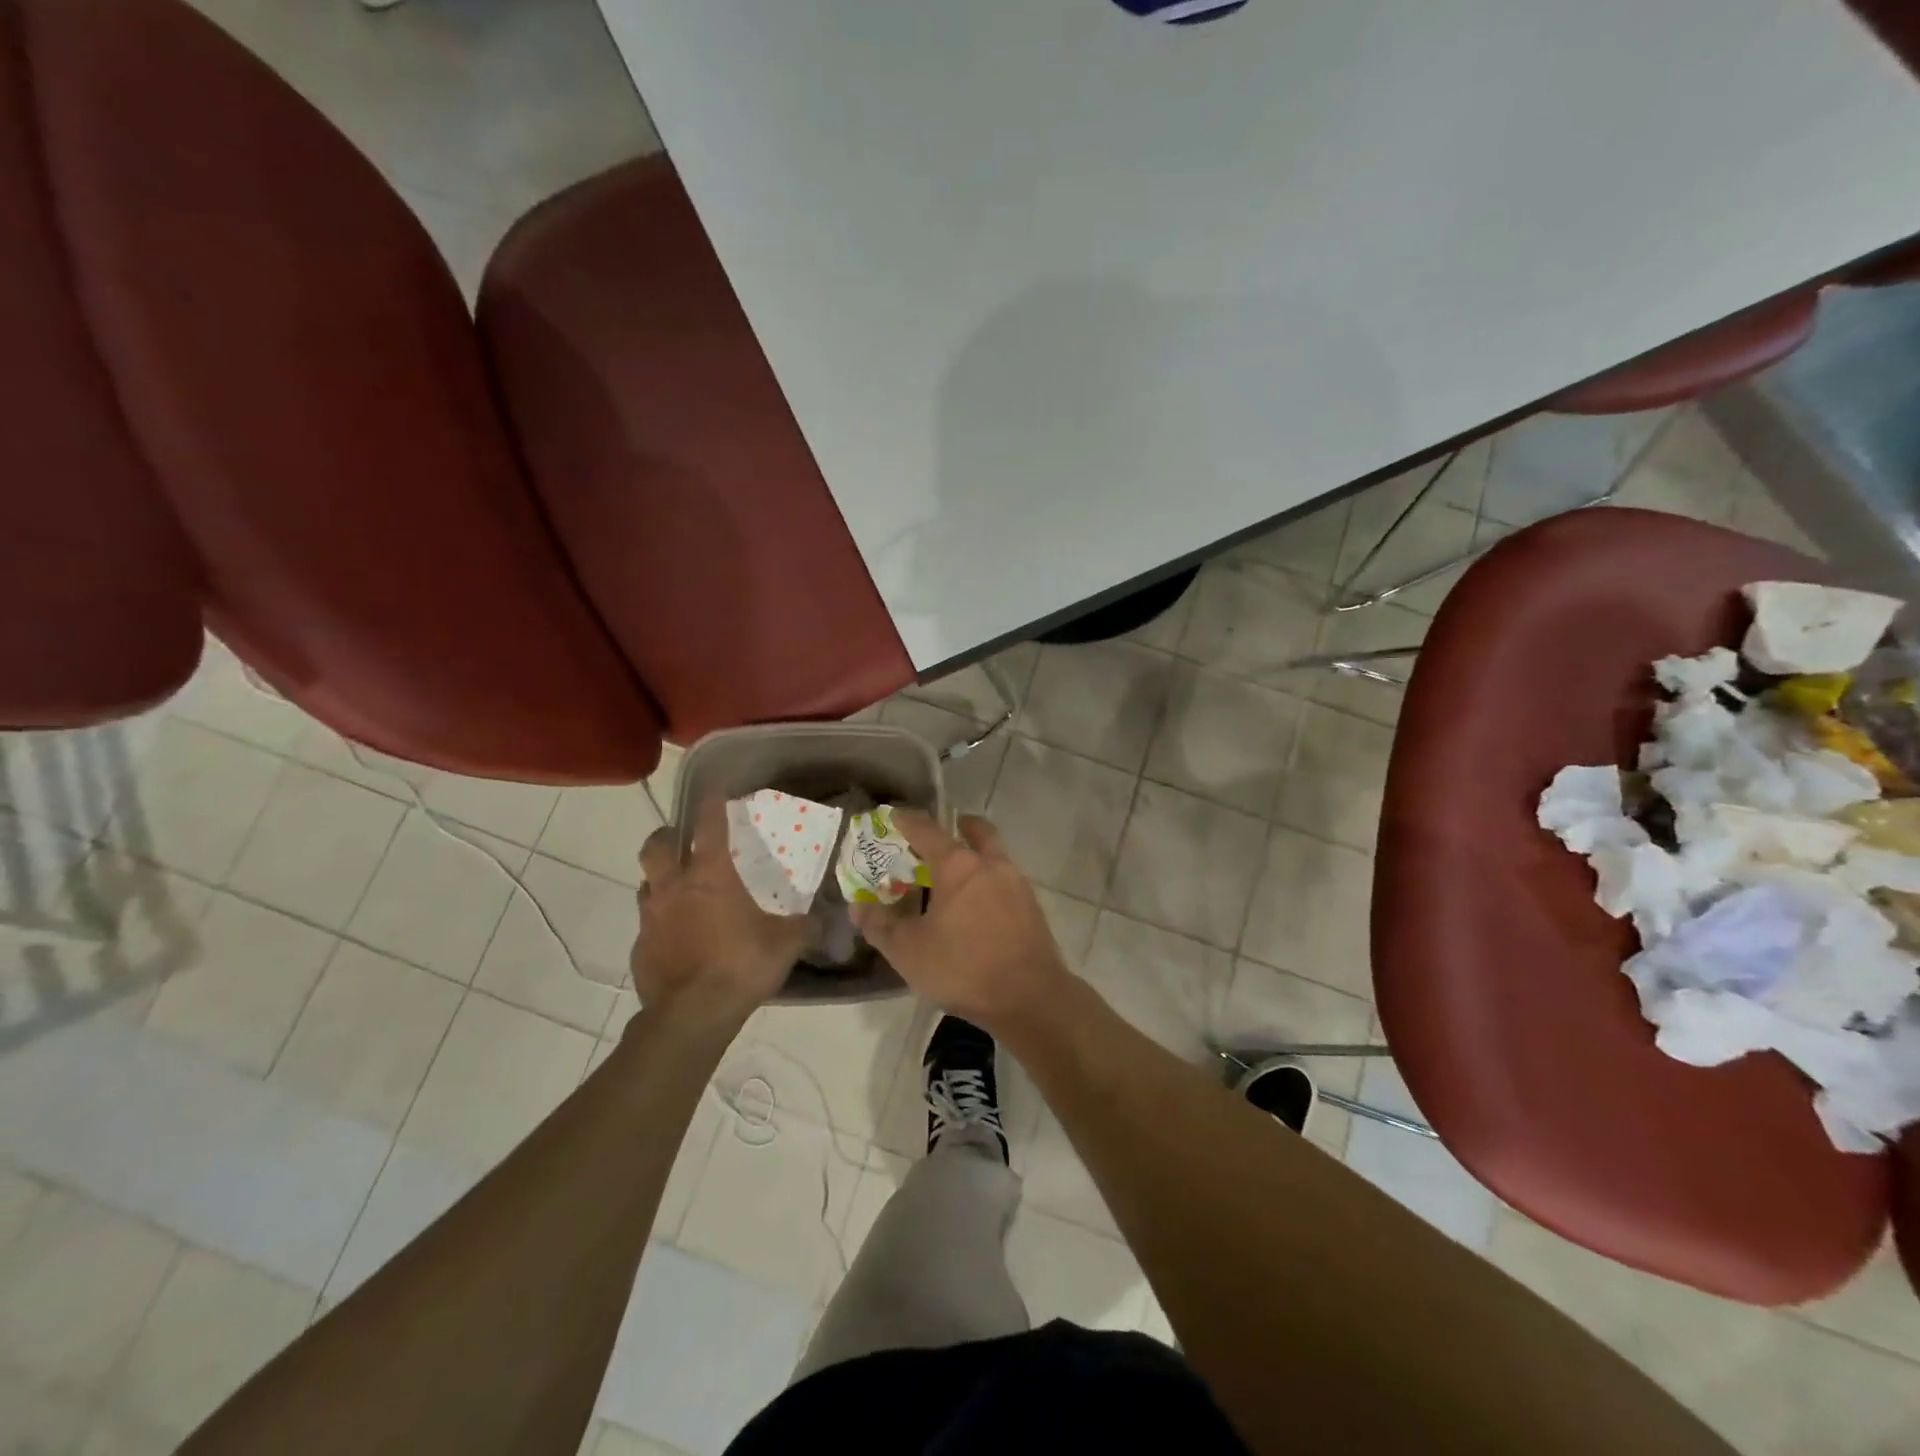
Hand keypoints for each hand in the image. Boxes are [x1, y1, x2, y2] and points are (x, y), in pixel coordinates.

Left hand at [633, 797, 808, 1027]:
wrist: (691, 1016)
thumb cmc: (741, 966)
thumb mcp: (786, 944)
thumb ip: (804, 926)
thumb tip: (823, 919)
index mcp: (711, 877)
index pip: (708, 826)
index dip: (712, 804)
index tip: (715, 792)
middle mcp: (675, 888)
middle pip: (657, 847)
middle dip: (667, 837)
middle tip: (682, 841)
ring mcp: (651, 919)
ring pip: (647, 884)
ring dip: (660, 880)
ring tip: (680, 891)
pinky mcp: (639, 949)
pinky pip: (648, 925)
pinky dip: (661, 924)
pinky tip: (677, 939)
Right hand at [851, 811, 1073, 1034]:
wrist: (1029, 997)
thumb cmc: (962, 967)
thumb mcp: (907, 951)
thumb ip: (879, 925)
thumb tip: (859, 906)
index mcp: (958, 865)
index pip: (927, 829)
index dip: (906, 820)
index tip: (893, 816)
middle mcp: (990, 864)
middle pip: (976, 830)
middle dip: (958, 826)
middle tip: (938, 837)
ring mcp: (1017, 884)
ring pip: (994, 855)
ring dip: (976, 855)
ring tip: (955, 878)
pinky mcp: (1032, 907)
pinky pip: (1006, 881)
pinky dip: (989, 882)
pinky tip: (977, 908)